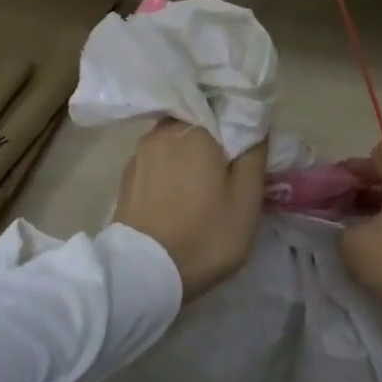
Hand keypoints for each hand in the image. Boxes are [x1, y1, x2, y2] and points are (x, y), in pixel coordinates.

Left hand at [115, 121, 267, 301]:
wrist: (143, 274)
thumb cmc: (204, 235)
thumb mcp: (246, 201)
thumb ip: (254, 156)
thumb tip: (255, 126)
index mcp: (194, 130)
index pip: (223, 107)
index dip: (238, 122)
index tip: (249, 144)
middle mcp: (162, 132)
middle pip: (196, 123)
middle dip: (213, 139)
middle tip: (230, 165)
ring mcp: (139, 154)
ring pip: (174, 142)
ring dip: (190, 155)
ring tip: (205, 182)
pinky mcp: (126, 178)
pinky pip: (158, 162)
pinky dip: (172, 170)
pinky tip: (180, 193)